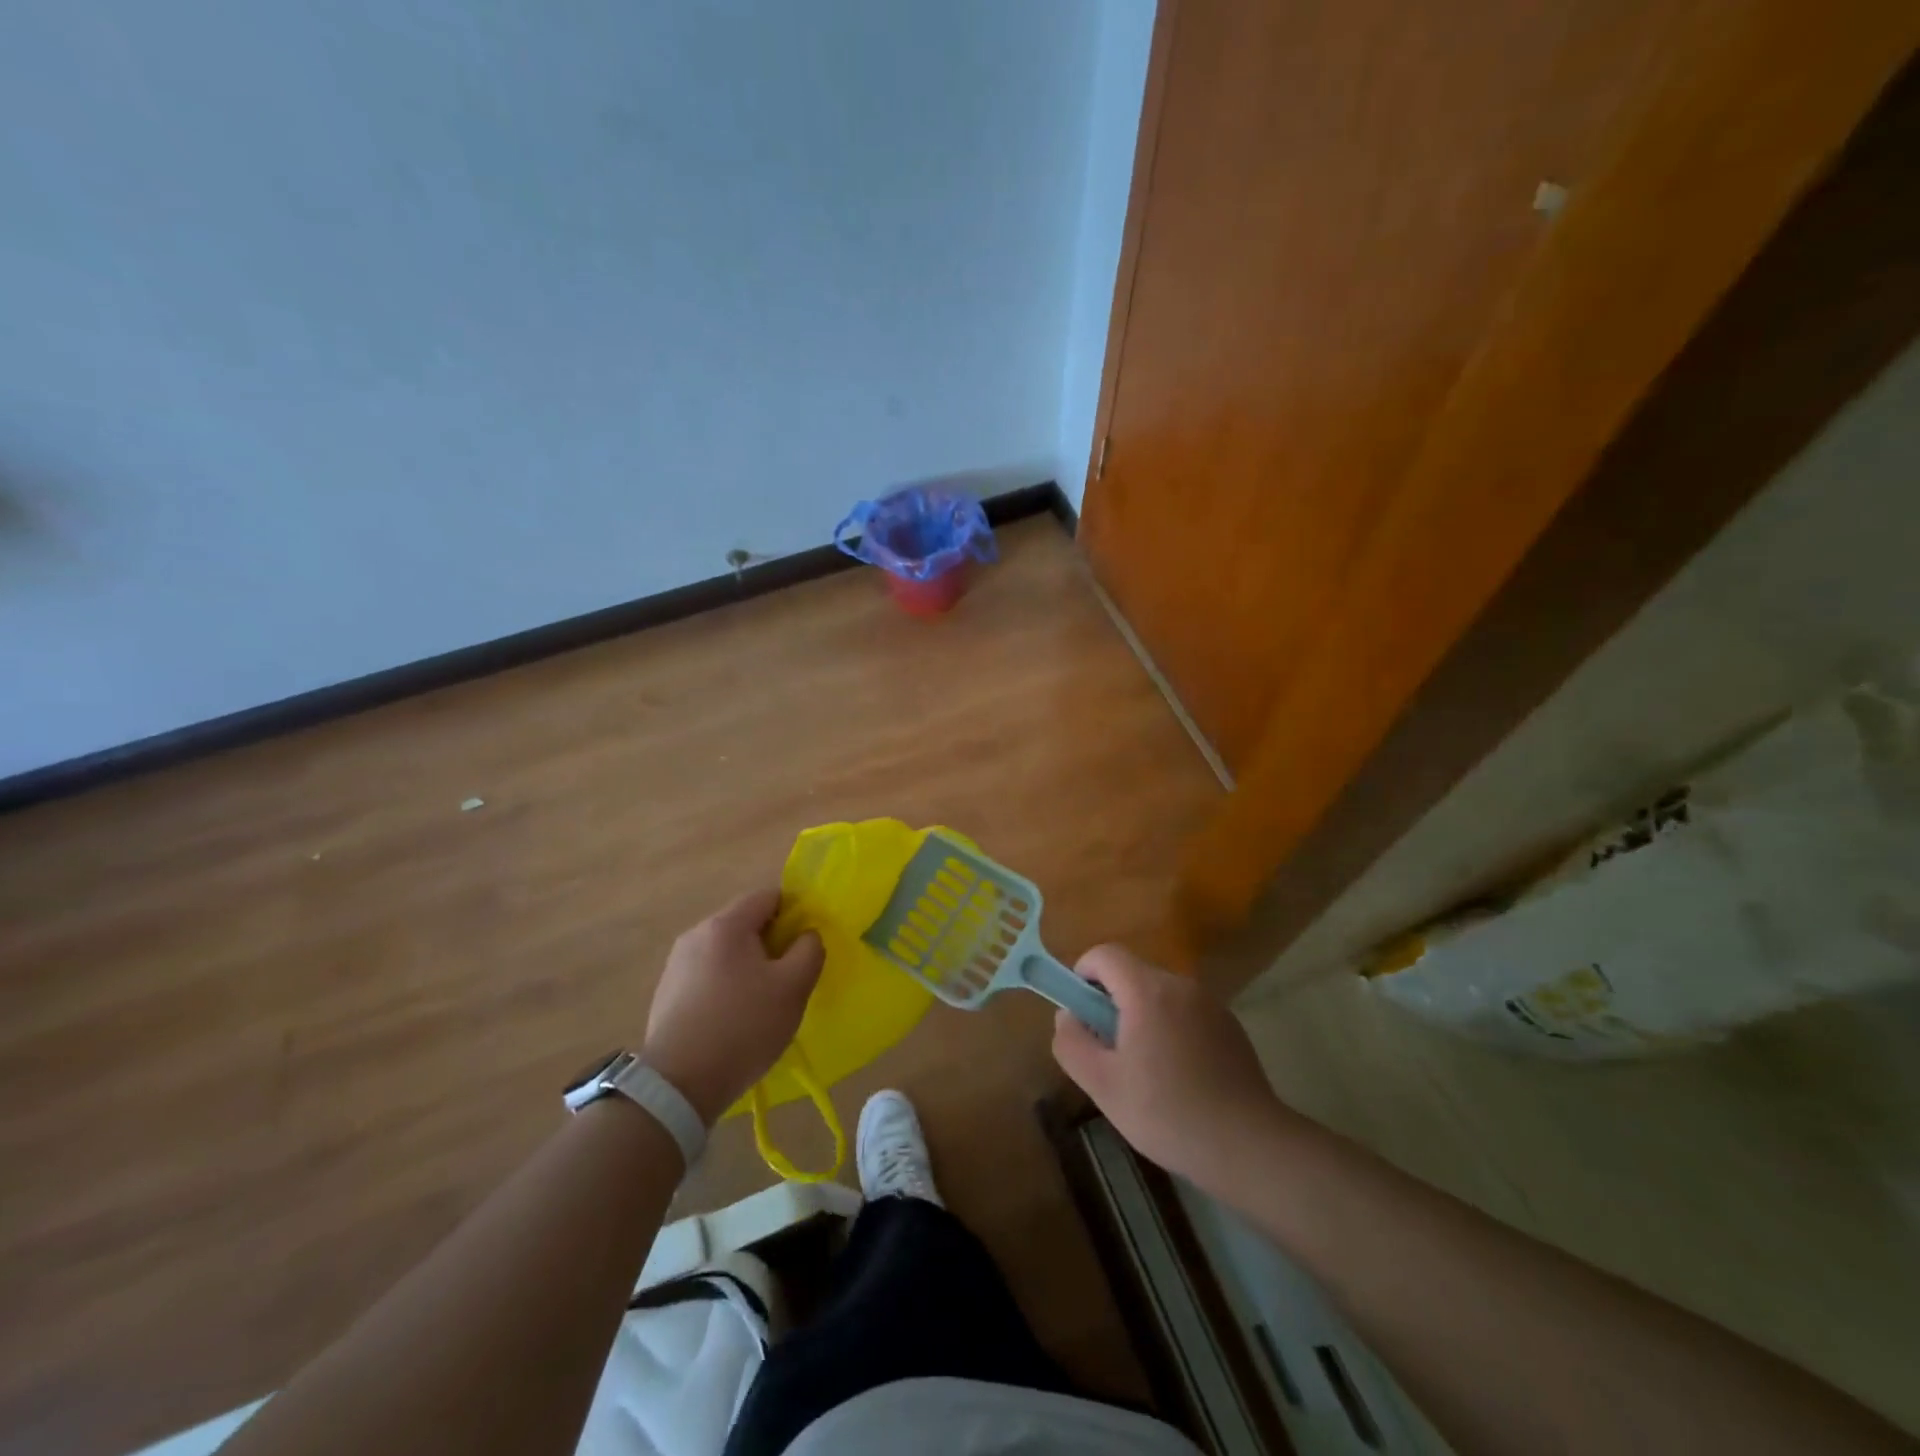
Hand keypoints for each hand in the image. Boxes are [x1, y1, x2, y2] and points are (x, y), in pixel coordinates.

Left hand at [641, 889, 823, 1124]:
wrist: (677, 1085)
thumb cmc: (743, 1027)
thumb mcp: (793, 987)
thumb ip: (810, 950)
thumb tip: (806, 935)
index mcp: (726, 925)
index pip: (768, 896)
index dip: (794, 913)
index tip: (805, 946)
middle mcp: (696, 934)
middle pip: (745, 923)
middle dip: (771, 943)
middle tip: (789, 978)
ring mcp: (676, 964)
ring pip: (726, 951)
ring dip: (748, 967)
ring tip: (761, 1004)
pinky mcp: (666, 993)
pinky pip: (707, 975)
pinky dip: (725, 987)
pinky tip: (733, 1020)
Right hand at [1052, 944, 1292, 1184]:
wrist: (1249, 1146)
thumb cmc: (1167, 1113)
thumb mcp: (1103, 1085)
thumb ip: (1072, 1043)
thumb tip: (1067, 1016)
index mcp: (1148, 991)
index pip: (1105, 954)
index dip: (1083, 974)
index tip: (1081, 1013)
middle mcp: (1181, 986)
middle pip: (1133, 974)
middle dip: (1112, 1003)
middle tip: (1110, 1052)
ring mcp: (1211, 1004)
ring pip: (1160, 996)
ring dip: (1142, 1018)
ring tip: (1145, 1071)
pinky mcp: (1231, 1026)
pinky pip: (1187, 1013)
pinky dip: (1172, 1030)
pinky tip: (1180, 1078)